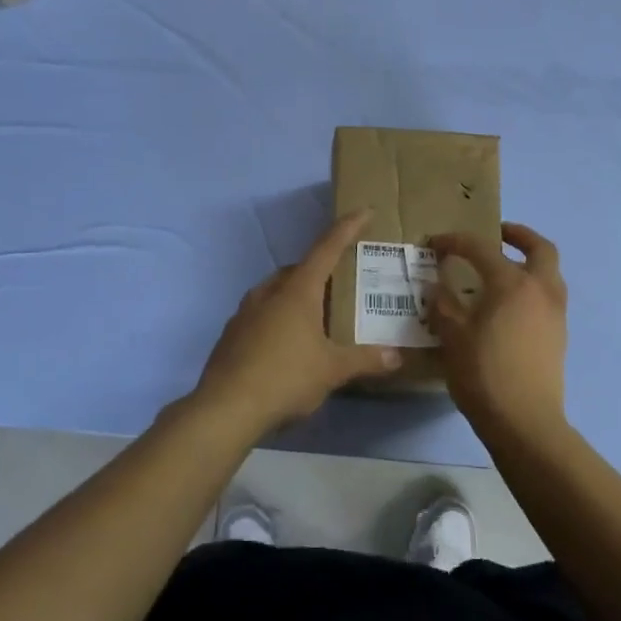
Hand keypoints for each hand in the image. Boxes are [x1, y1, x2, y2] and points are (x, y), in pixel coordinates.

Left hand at [194, 210, 401, 433]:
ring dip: (296, 294)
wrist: (225, 409)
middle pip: (299, 270)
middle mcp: (269, 293)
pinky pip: (260, 314)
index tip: (363, 212)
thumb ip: (364, 360)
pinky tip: (287, 343)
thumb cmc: (285, 378)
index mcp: (297, 291)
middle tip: (341, 282)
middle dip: (320, 269)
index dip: (347, 228)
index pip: (326, 248)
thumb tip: (396, 357)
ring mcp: (245, 312)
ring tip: (316, 314)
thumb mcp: (332, 371)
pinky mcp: (231, 335)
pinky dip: (278, 317)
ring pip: (276, 291)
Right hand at [430, 223, 567, 437]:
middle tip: (497, 235)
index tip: (435, 243)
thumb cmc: (484, 373)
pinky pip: (548, 297)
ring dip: (530, 262)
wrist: (524, 420)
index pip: (481, 248)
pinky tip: (509, 306)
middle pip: (540, 248)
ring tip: (503, 270)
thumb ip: (443, 306)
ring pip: (549, 273)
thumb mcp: (452, 337)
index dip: (455, 241)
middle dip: (519, 235)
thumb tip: (436, 287)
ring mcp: (555, 313)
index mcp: (512, 283)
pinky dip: (532, 288)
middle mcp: (541, 290)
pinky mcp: (559, 335)